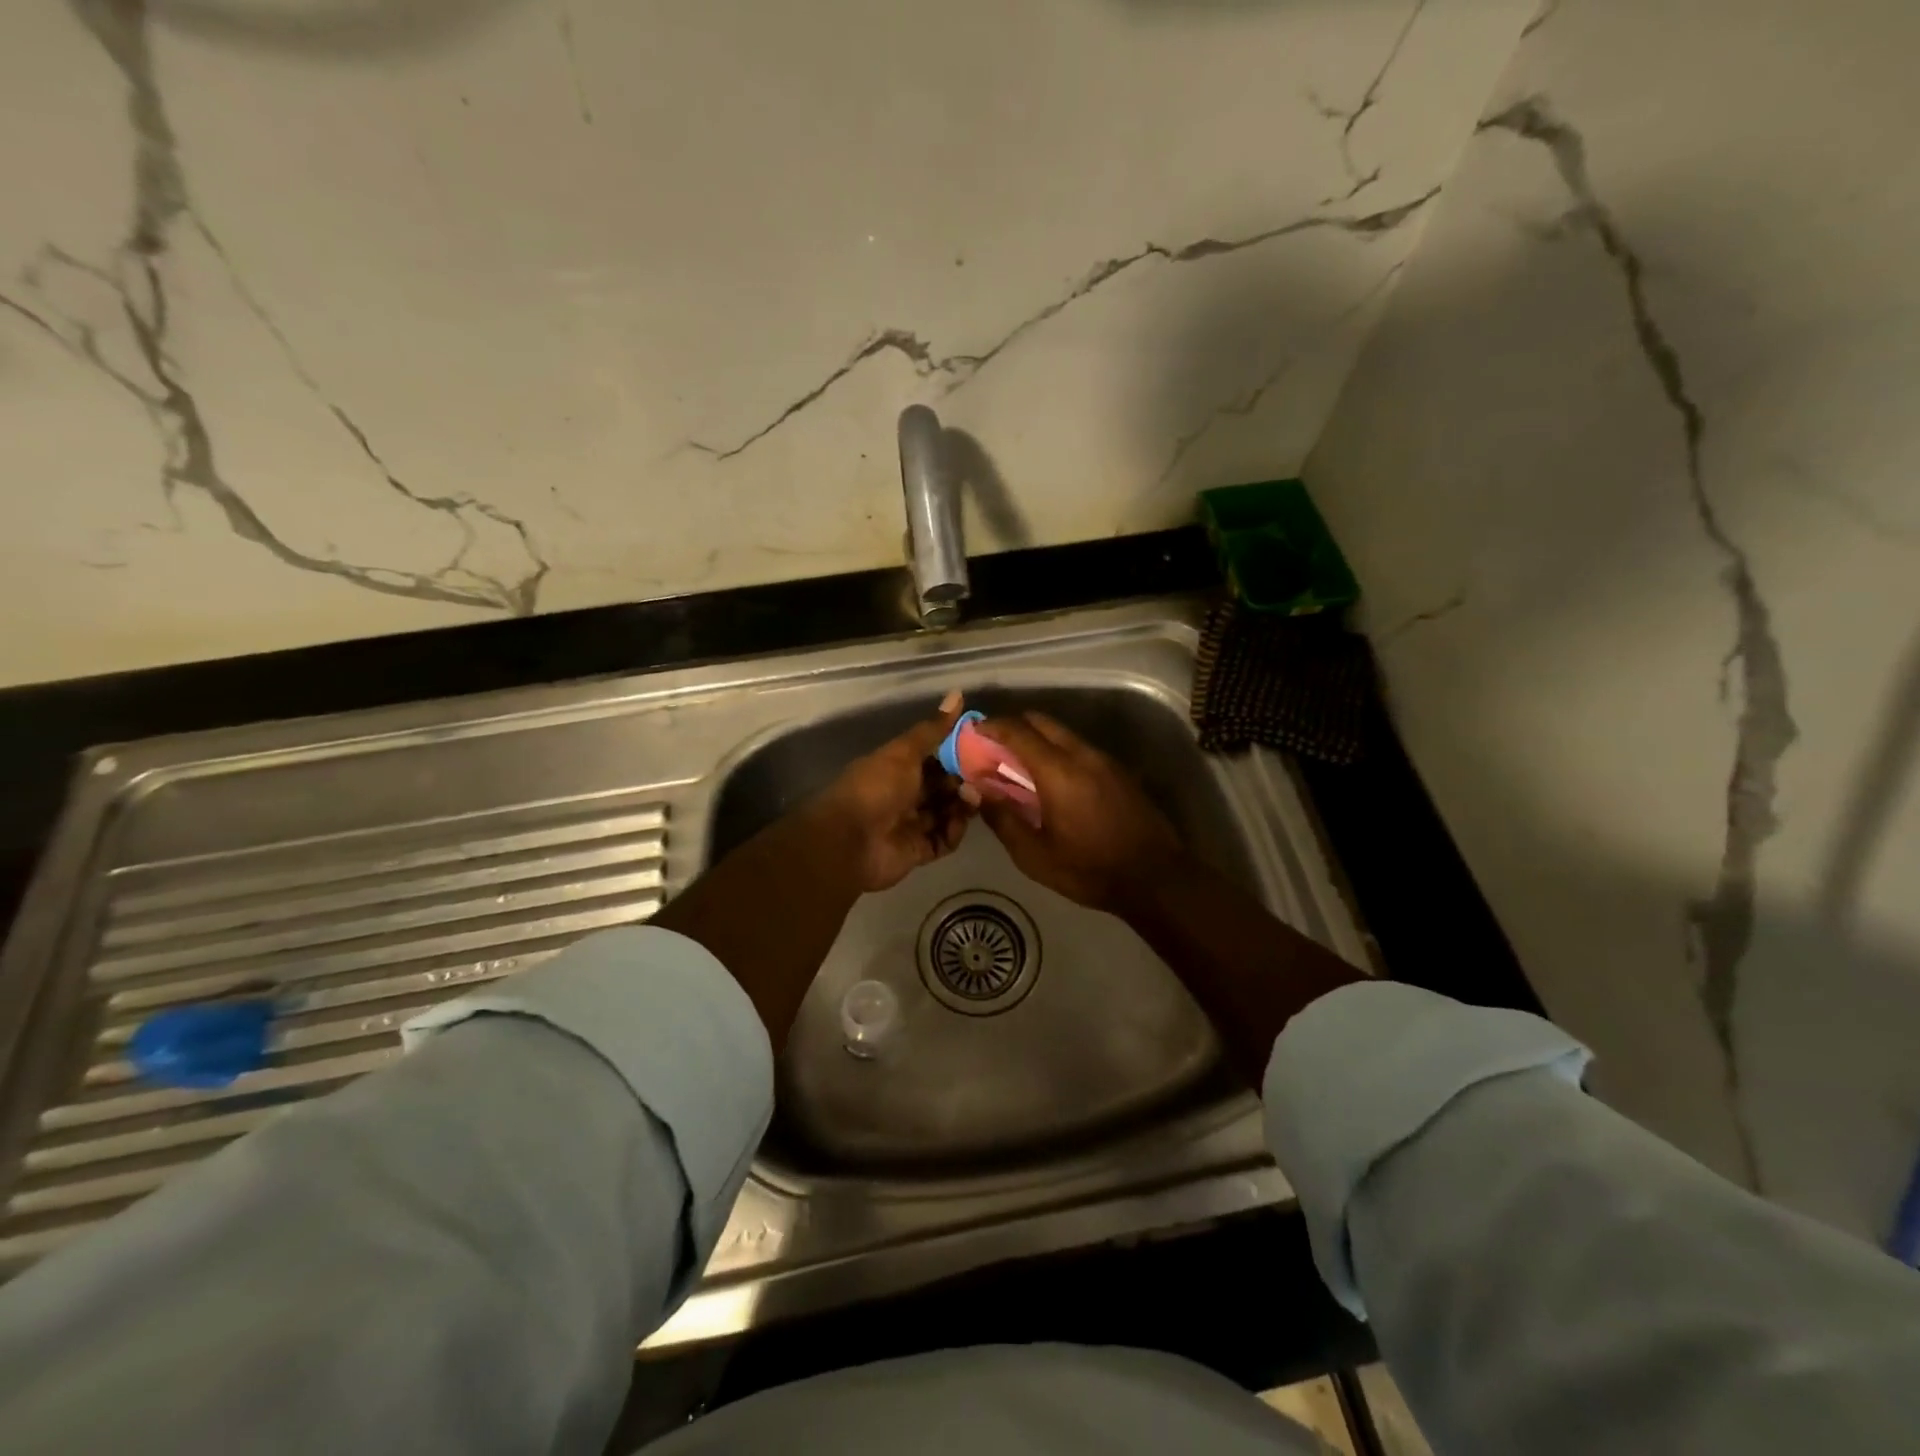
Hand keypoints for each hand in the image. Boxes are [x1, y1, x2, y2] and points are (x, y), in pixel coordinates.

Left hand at [809, 691, 975, 892]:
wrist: (851, 841)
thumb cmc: (876, 788)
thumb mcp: (905, 753)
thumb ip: (933, 730)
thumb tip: (957, 693)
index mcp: (898, 768)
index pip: (934, 758)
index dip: (957, 754)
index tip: (982, 748)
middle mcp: (906, 794)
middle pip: (944, 786)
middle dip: (964, 781)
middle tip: (983, 777)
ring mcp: (913, 823)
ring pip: (948, 812)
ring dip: (963, 805)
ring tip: (974, 798)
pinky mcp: (919, 850)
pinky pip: (945, 839)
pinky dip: (954, 831)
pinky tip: (958, 822)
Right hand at [973, 712, 1183, 911]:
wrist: (1156, 878)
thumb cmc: (1089, 870)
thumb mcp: (1035, 855)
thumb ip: (1003, 818)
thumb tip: (976, 789)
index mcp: (1058, 771)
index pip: (1018, 731)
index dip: (992, 726)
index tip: (972, 732)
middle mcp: (1082, 755)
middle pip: (1042, 722)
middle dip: (1014, 727)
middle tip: (993, 748)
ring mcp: (1105, 760)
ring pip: (1063, 734)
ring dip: (1037, 740)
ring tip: (1019, 766)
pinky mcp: (1118, 771)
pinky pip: (1079, 749)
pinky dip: (1057, 752)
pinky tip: (1051, 781)